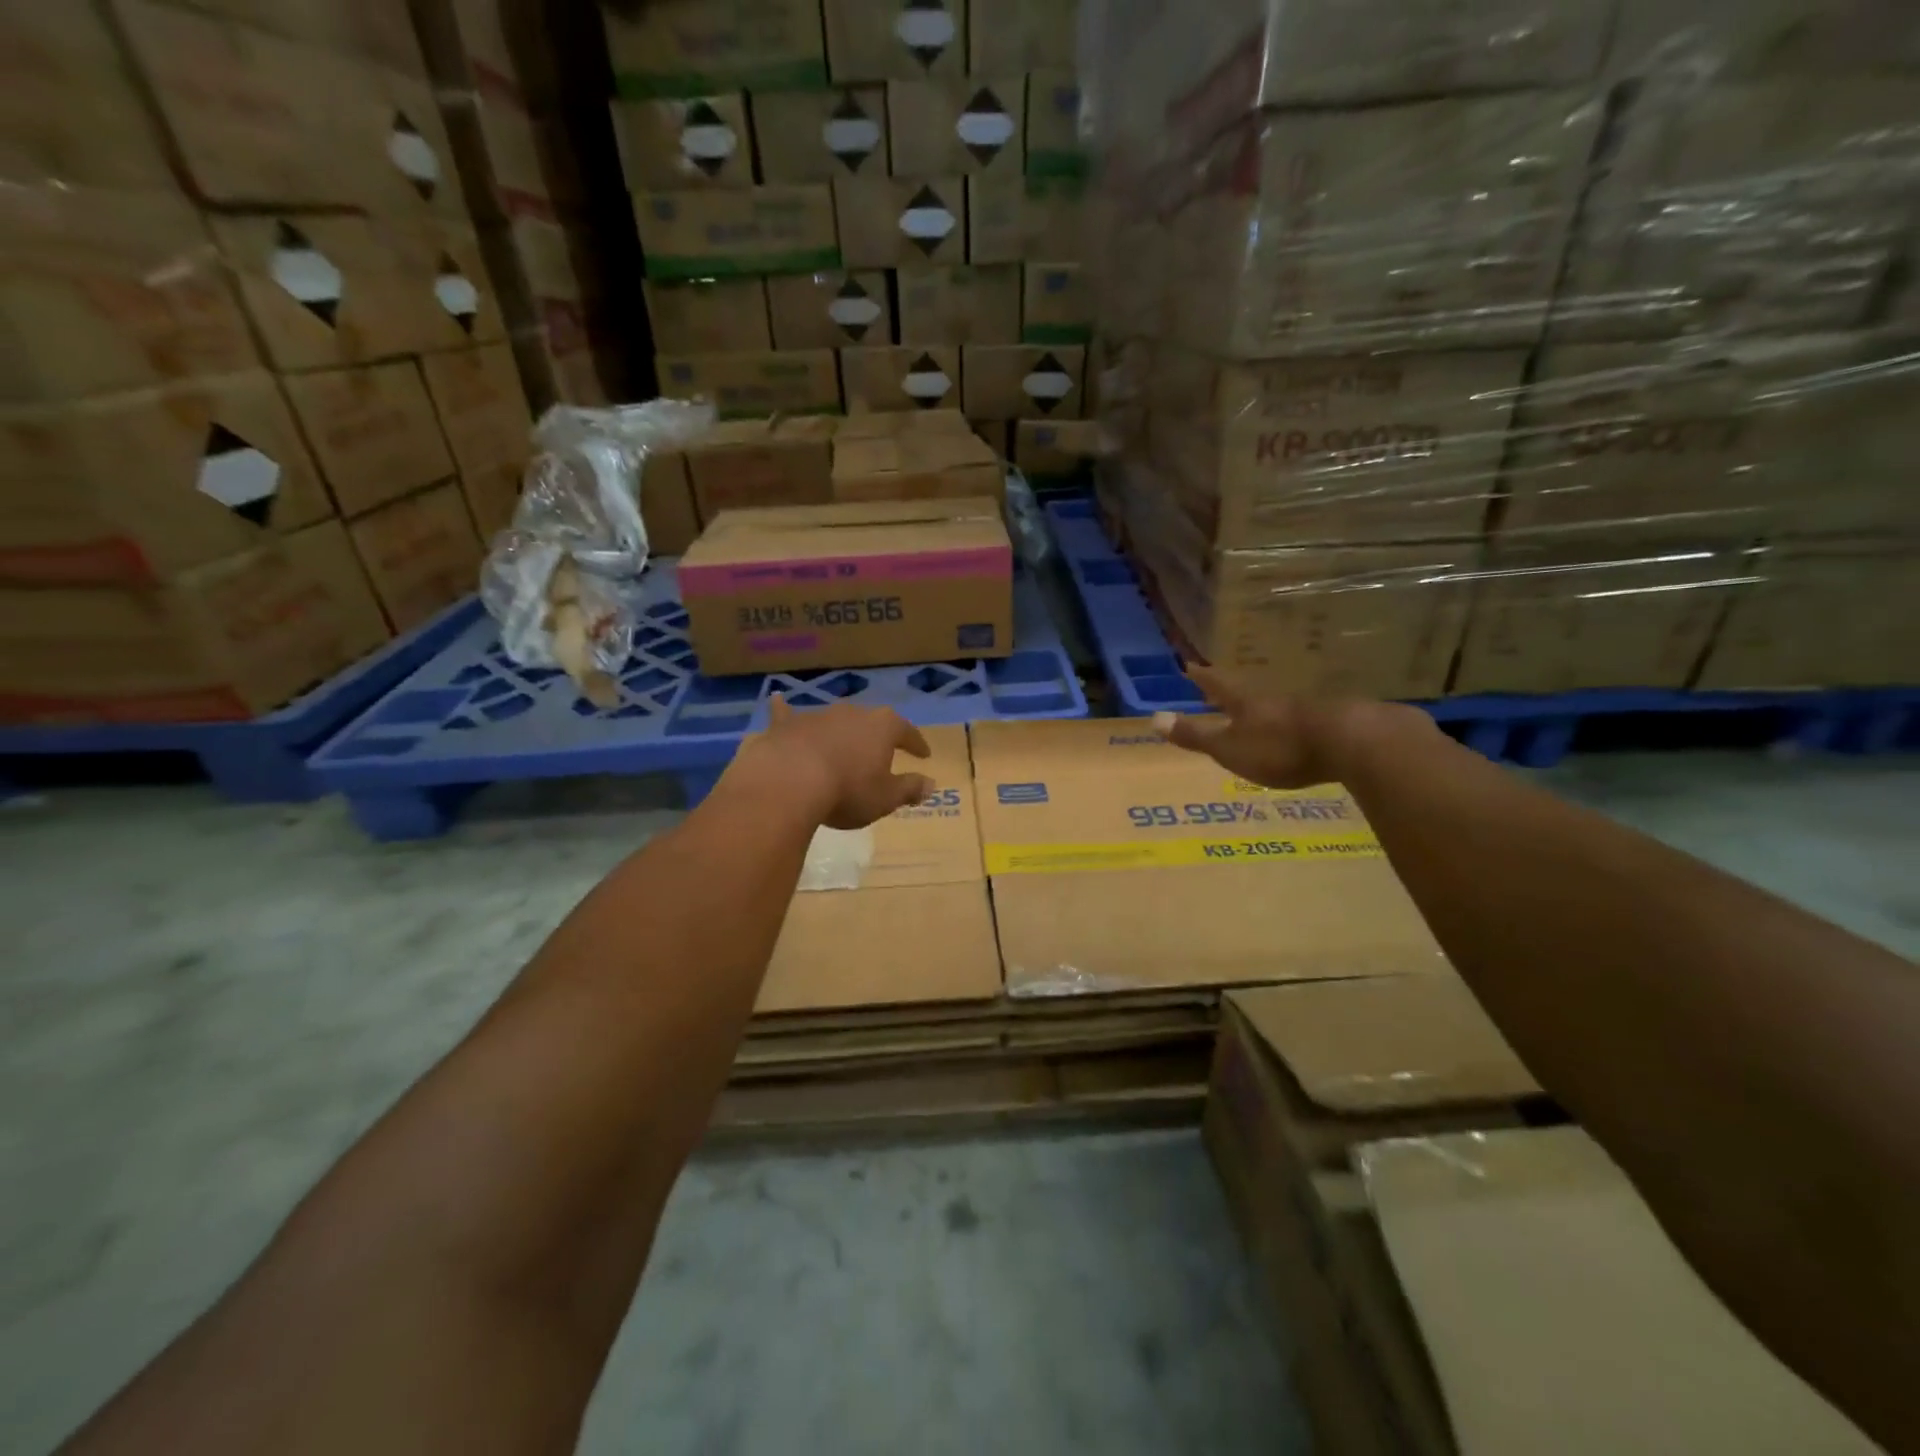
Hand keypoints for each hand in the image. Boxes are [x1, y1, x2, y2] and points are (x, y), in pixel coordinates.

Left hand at [745, 695, 933, 829]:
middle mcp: (853, 713)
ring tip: (841, 744)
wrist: (789, 782)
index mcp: (883, 727)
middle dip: (876, 736)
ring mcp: (817, 715)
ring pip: (834, 720)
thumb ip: (909, 789)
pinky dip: (785, 710)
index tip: (924, 755)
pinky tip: (778, 700)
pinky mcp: (786, 724)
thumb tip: (931, 784)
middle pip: (870, 722)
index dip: (917, 744)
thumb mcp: (885, 798)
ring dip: (840, 731)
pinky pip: (787, 714)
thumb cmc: (847, 791)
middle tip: (880, 751)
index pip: (907, 732)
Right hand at [1152, 665, 1347, 789]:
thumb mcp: (1228, 747)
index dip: (1201, 677)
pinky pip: (1301, 719)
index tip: (1188, 665)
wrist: (1350, 742)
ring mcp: (1304, 708)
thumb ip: (1194, 735)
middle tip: (1217, 688)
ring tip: (1252, 713)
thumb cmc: (1278, 747)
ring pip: (1275, 704)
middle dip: (1230, 691)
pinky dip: (1289, 723)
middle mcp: (1272, 698)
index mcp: (1245, 702)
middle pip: (1246, 691)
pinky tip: (1294, 732)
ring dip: (1261, 707)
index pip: (1216, 684)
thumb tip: (1153, 718)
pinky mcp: (1331, 722)